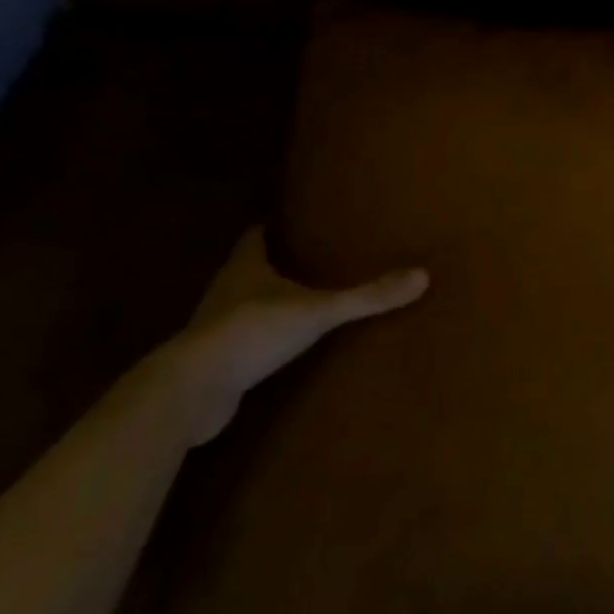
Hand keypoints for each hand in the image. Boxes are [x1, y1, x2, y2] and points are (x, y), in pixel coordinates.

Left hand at [157, 227, 428, 442]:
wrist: (191, 392)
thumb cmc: (252, 332)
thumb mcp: (318, 312)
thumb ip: (367, 297)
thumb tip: (423, 276)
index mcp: (245, 269)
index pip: (254, 238)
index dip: (269, 228)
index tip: (288, 221)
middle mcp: (225, 292)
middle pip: (246, 270)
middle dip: (271, 264)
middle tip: (304, 258)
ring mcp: (214, 330)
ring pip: (240, 306)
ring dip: (263, 303)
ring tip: (297, 300)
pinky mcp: (213, 365)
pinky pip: (240, 344)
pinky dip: (258, 341)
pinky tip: (279, 348)